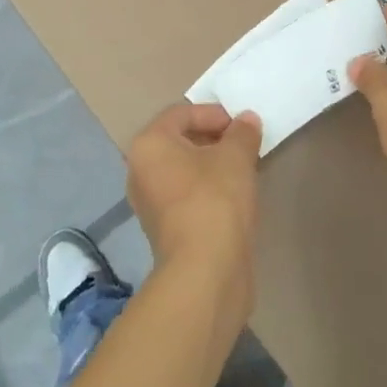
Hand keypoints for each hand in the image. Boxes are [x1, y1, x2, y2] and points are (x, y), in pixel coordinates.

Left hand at [126, 102, 262, 320]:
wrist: (205, 273)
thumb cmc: (215, 199)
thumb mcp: (236, 156)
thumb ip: (242, 132)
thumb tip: (246, 120)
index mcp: (149, 144)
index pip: (181, 113)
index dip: (213, 114)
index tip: (240, 126)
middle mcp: (140, 170)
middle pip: (179, 141)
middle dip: (213, 138)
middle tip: (242, 145)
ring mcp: (148, 203)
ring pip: (183, 170)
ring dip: (211, 165)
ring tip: (241, 170)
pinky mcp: (162, 231)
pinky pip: (185, 195)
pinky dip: (206, 190)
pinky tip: (232, 198)